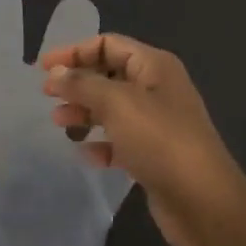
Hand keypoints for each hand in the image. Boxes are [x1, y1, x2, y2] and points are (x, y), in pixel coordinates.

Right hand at [40, 35, 245, 245]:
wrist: (202, 200)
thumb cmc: (159, 140)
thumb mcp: (117, 103)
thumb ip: (82, 84)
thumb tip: (56, 72)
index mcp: (154, 66)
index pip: (108, 44)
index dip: (74, 51)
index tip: (43, 68)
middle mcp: (158, 89)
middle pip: (109, 74)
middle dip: (77, 82)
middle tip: (47, 95)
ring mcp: (158, 123)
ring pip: (112, 109)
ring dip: (84, 112)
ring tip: (59, 123)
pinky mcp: (155, 155)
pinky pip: (121, 141)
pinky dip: (101, 143)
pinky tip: (86, 154)